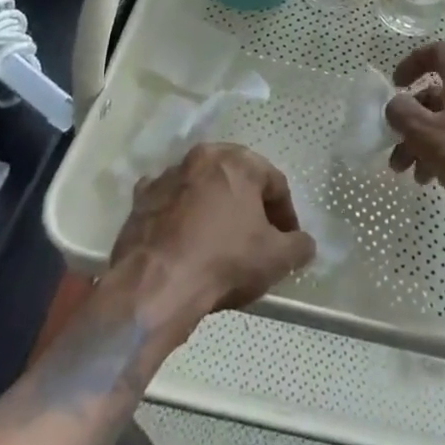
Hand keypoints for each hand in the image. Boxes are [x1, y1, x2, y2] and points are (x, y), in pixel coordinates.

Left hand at [109, 143, 315, 331]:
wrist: (154, 286)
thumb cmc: (223, 261)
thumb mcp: (276, 259)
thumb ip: (299, 246)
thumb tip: (305, 243)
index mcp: (238, 162)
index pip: (274, 183)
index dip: (286, 214)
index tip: (288, 241)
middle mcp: (202, 158)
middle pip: (236, 180)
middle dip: (249, 205)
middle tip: (256, 237)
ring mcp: (167, 176)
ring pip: (201, 188)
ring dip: (213, 208)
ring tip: (218, 242)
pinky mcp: (140, 200)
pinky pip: (169, 203)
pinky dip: (178, 216)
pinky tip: (183, 242)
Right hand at [385, 42, 444, 240]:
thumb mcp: (425, 133)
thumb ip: (403, 113)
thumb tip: (396, 104)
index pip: (441, 52)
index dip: (416, 60)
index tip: (397, 84)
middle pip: (436, 96)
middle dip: (409, 119)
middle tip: (393, 145)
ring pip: (443, 123)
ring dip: (419, 142)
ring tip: (405, 171)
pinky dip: (437, 155)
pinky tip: (428, 179)